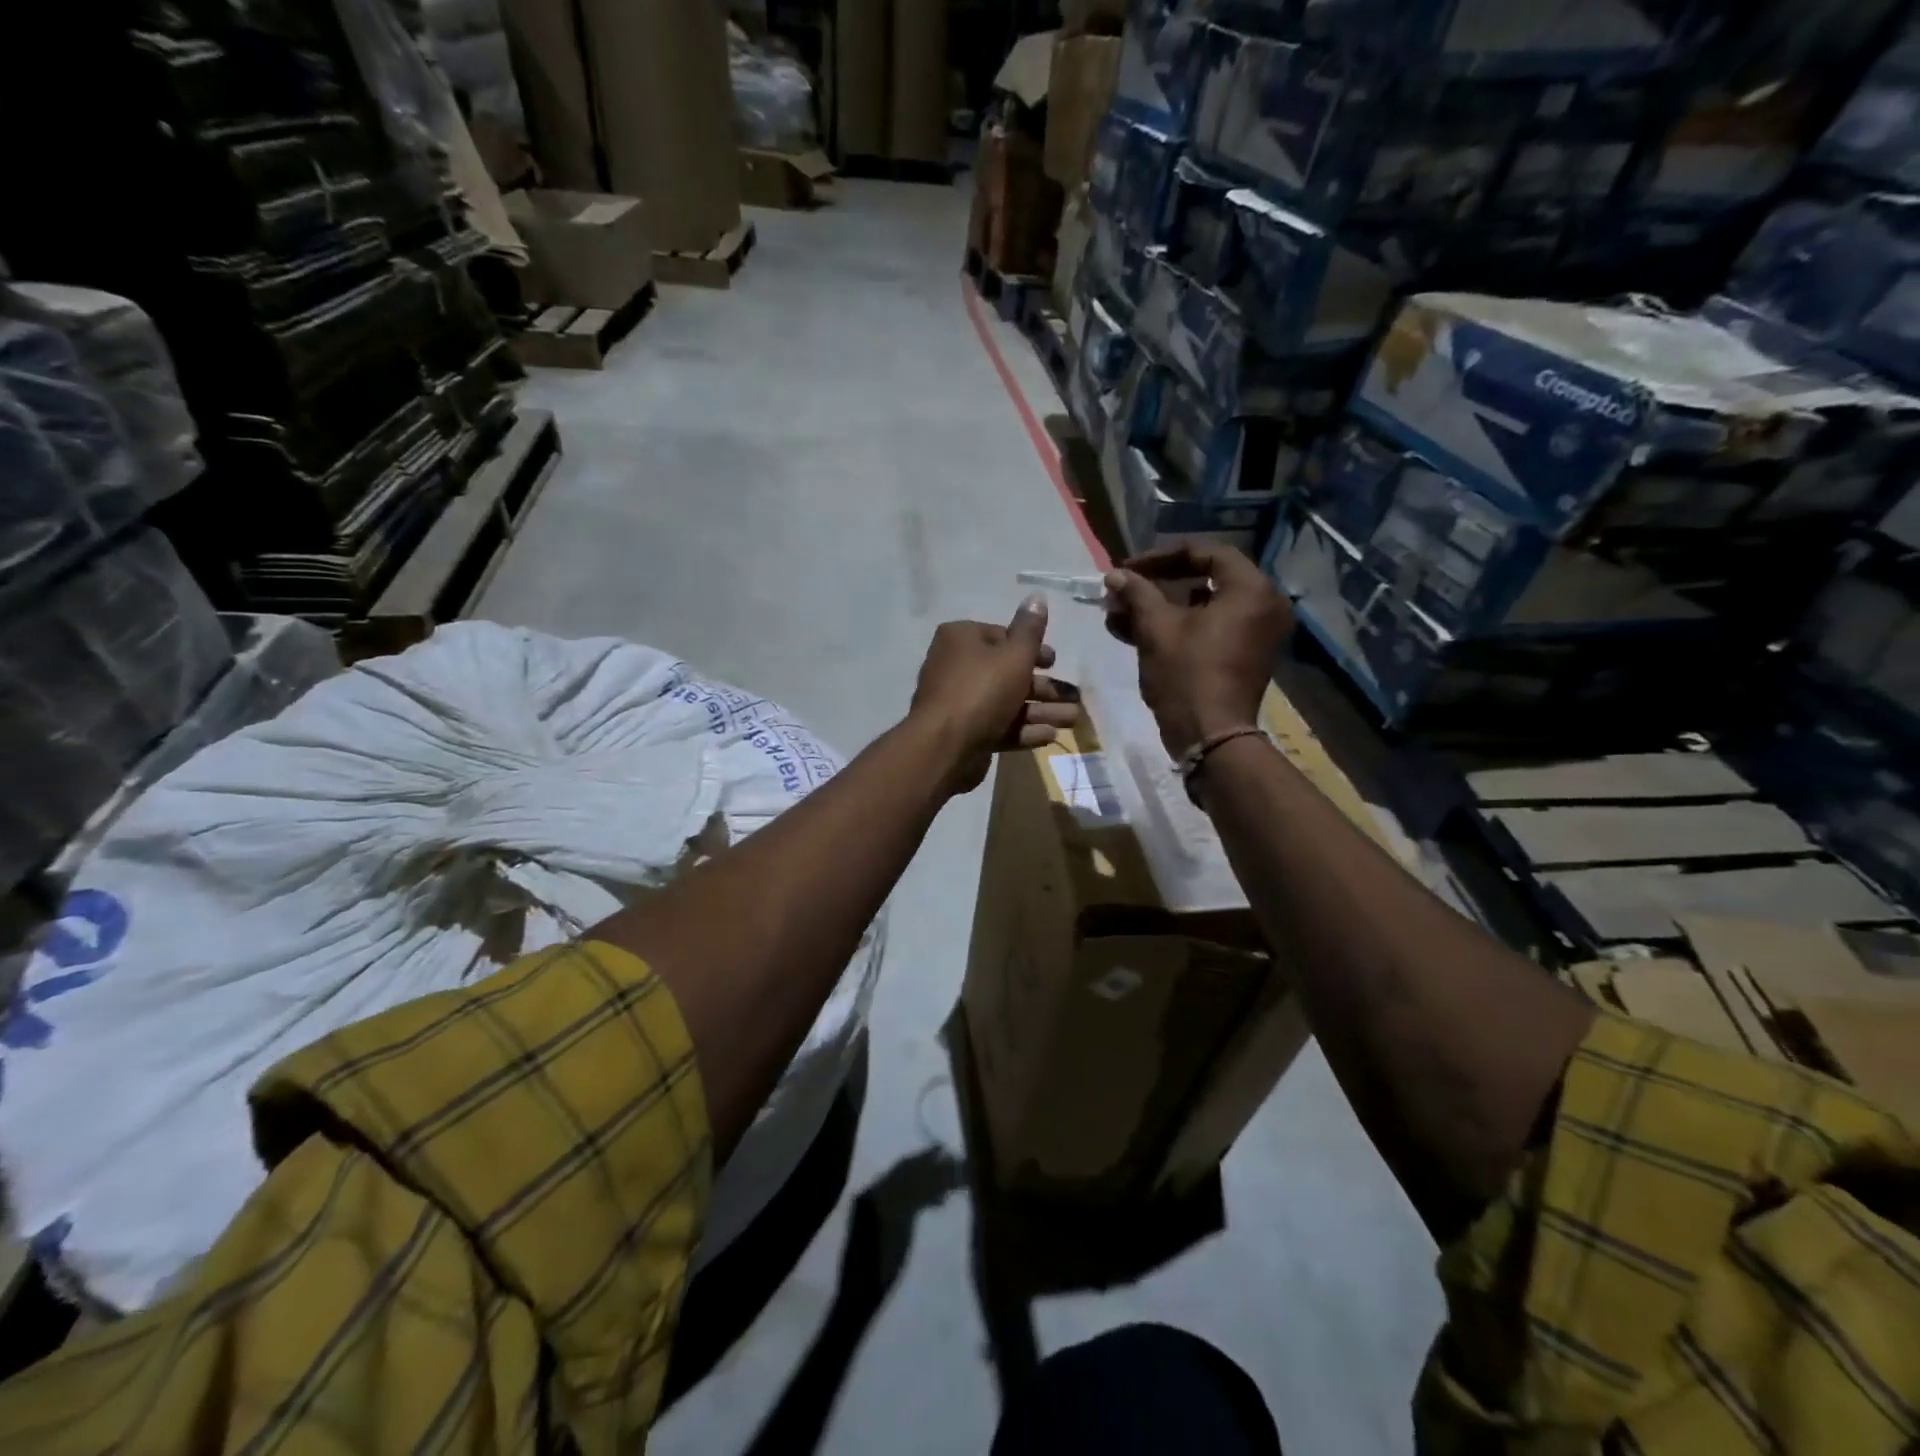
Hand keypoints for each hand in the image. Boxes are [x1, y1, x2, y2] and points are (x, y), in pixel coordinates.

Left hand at [910, 594, 1079, 793]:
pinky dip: (1023, 730)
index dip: (1032, 649)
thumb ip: (1030, 630)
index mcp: (961, 639)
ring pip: (1007, 702)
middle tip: (1074, 697)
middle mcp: (956, 667)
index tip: (1055, 662)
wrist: (945, 746)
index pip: (1002, 637)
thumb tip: (1037, 596)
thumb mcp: (1014, 655)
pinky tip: (1050, 736)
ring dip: (1042, 710)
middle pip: (1007, 673)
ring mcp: (959, 703)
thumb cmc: (982, 690)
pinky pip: (999, 726)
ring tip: (1073, 720)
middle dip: (1045, 687)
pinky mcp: (965, 733)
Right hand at [1103, 543, 1291, 756]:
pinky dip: (1178, 627)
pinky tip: (1135, 632)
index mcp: (1250, 589)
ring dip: (1161, 607)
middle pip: (1205, 579)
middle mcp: (1263, 605)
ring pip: (1203, 607)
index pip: (1206, 553)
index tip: (1128, 569)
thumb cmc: (1186, 676)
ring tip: (1120, 614)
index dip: (1162, 557)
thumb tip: (1115, 575)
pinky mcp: (1244, 656)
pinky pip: (1210, 629)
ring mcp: (1256, 633)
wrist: (1211, 737)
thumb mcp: (1156, 629)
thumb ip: (1137, 594)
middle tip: (1125, 589)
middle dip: (1158, 584)